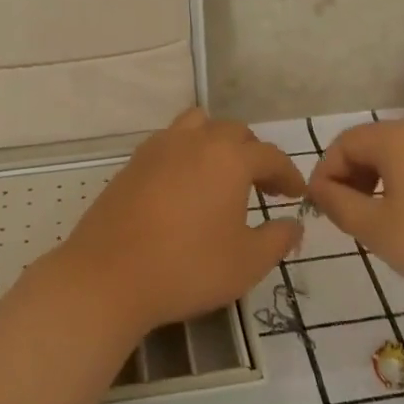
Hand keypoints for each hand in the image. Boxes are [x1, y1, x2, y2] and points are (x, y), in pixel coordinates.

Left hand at [43, 108, 305, 339]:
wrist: (108, 277)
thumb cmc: (187, 268)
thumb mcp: (247, 263)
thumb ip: (278, 239)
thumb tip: (293, 224)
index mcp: (229, 158)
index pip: (270, 156)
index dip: (288, 174)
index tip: (295, 195)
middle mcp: (194, 141)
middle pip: (233, 132)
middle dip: (254, 154)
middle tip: (262, 186)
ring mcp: (158, 148)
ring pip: (197, 125)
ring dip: (216, 143)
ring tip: (220, 174)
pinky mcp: (131, 164)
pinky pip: (168, 143)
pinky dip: (185, 153)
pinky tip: (184, 187)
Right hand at [308, 120, 403, 300]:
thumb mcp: (379, 230)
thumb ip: (340, 206)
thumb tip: (320, 189)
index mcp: (394, 139)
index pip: (343, 144)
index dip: (325, 174)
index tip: (321, 210)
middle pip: (370, 146)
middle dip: (350, 178)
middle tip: (346, 217)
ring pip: (397, 157)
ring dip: (376, 184)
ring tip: (377, 222)